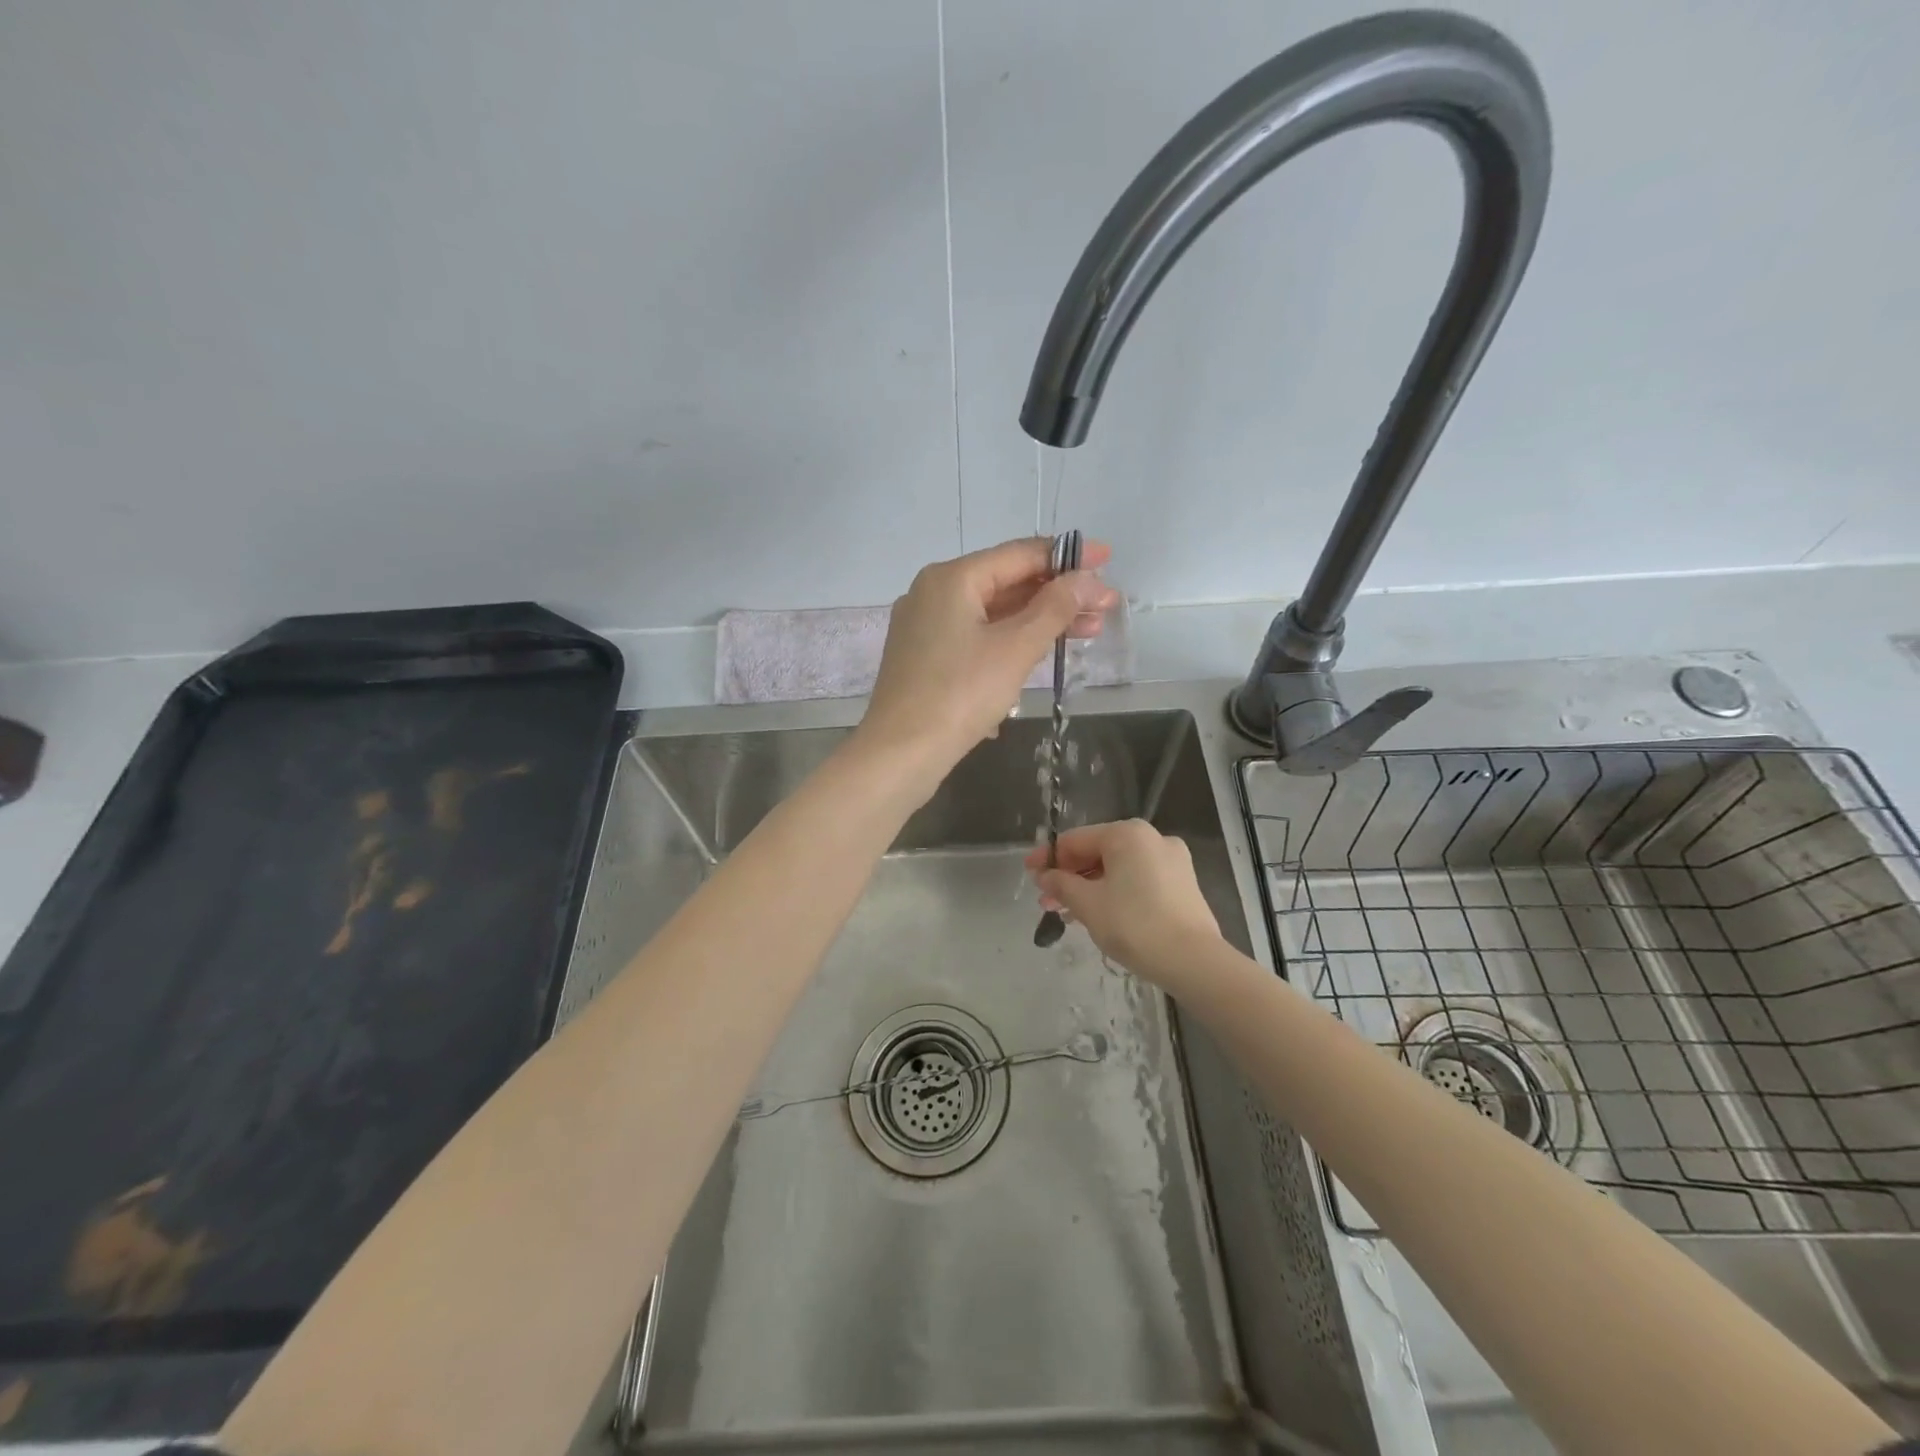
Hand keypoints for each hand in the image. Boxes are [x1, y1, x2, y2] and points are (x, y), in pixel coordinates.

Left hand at [856, 537, 1116, 786]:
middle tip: (1105, 606)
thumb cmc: (960, 695)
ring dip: (1039, 621)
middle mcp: (933, 593)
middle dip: (1058, 594)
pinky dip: (1010, 641)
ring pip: (992, 613)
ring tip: (1088, 632)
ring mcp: (925, 626)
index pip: (1020, 554)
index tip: (1107, 558)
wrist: (899, 754)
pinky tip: (1041, 654)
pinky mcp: (925, 658)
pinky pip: (976, 637)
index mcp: (951, 578)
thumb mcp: (1015, 648)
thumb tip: (1087, 578)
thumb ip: (1055, 608)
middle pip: (1006, 582)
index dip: (1067, 556)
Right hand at [1025, 820, 1225, 992]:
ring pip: (1118, 868)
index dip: (1048, 858)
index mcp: (1127, 834)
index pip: (1076, 840)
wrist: (1193, 961)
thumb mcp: (1087, 904)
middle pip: (1098, 852)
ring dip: (1090, 887)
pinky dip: (1114, 892)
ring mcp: (1171, 860)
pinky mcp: (1182, 884)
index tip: (1028, 874)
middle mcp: (1152, 838)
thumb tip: (1045, 876)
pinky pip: (1137, 880)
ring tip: (1067, 913)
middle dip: (1069, 876)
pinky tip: (1099, 914)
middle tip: (1046, 900)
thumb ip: (1061, 884)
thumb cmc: (1134, 925)